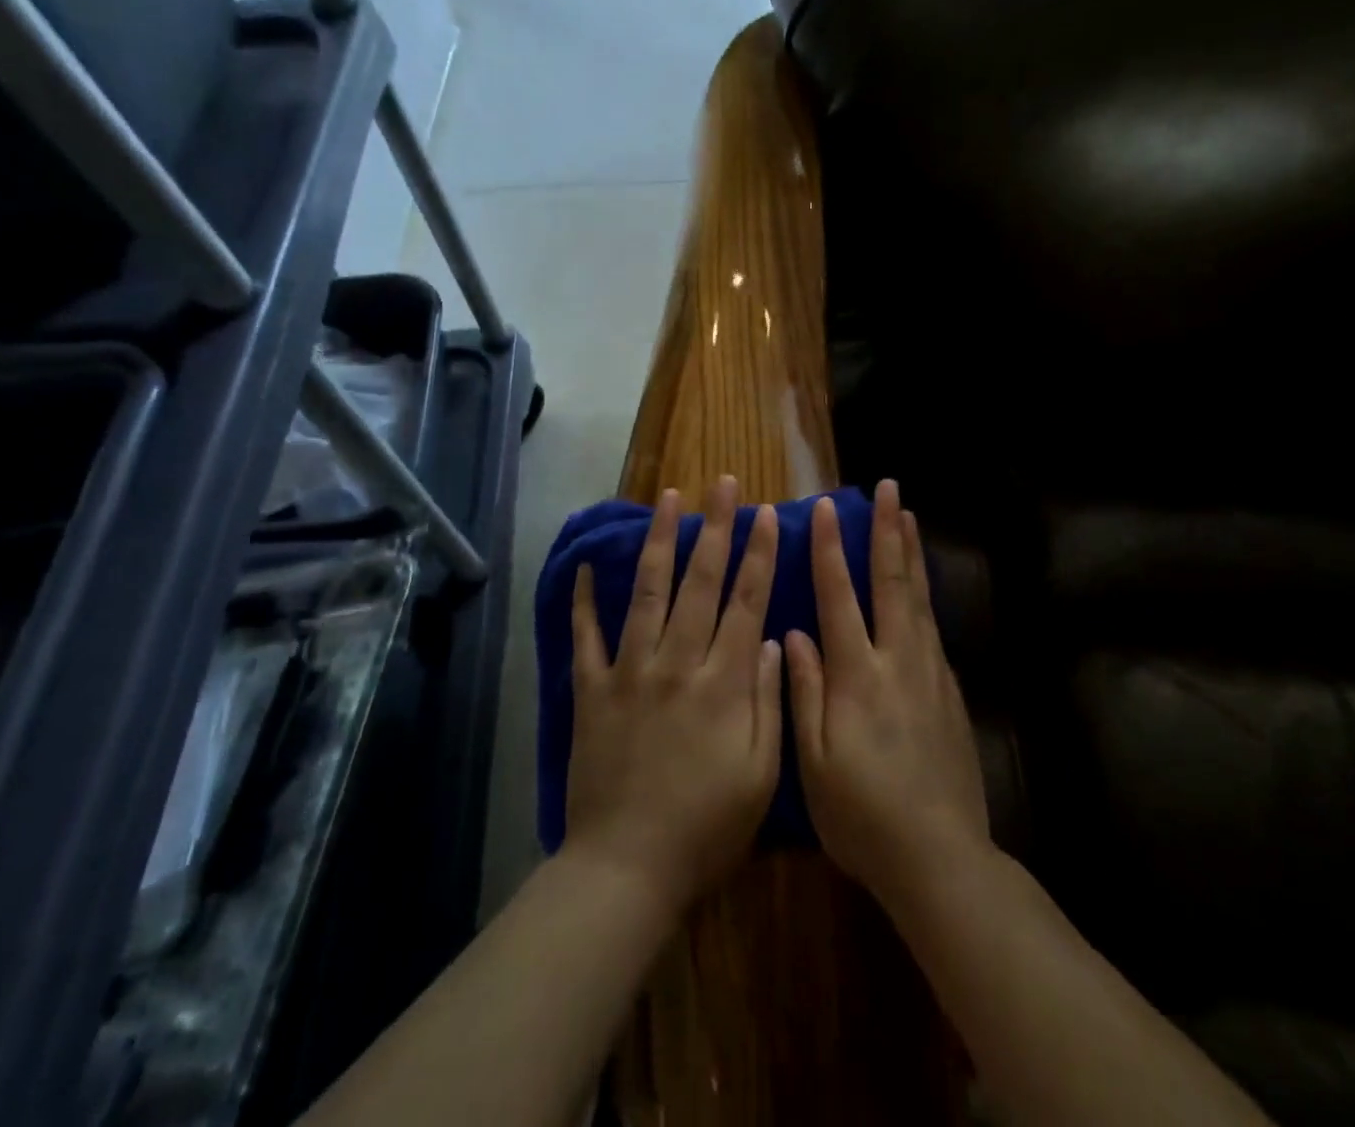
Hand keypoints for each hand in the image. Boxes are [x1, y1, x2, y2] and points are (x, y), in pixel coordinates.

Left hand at [564, 477, 783, 914]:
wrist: (627, 869)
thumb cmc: (707, 828)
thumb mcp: (762, 774)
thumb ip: (769, 701)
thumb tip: (770, 641)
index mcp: (724, 683)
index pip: (747, 602)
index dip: (760, 555)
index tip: (768, 514)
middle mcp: (677, 663)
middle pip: (700, 582)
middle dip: (716, 528)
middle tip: (722, 484)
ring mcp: (630, 673)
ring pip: (648, 593)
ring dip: (660, 542)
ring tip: (669, 498)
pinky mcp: (592, 692)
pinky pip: (586, 637)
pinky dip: (584, 599)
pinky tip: (587, 564)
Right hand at [786, 480, 991, 907]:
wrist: (940, 857)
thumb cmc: (862, 815)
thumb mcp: (813, 762)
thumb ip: (804, 691)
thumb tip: (792, 633)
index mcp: (857, 676)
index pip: (839, 597)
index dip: (829, 550)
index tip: (825, 509)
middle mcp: (897, 661)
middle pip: (891, 582)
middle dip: (887, 531)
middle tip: (889, 489)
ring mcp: (930, 673)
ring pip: (918, 597)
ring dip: (911, 552)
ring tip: (909, 515)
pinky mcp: (950, 691)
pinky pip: (933, 627)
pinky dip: (925, 593)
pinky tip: (922, 584)